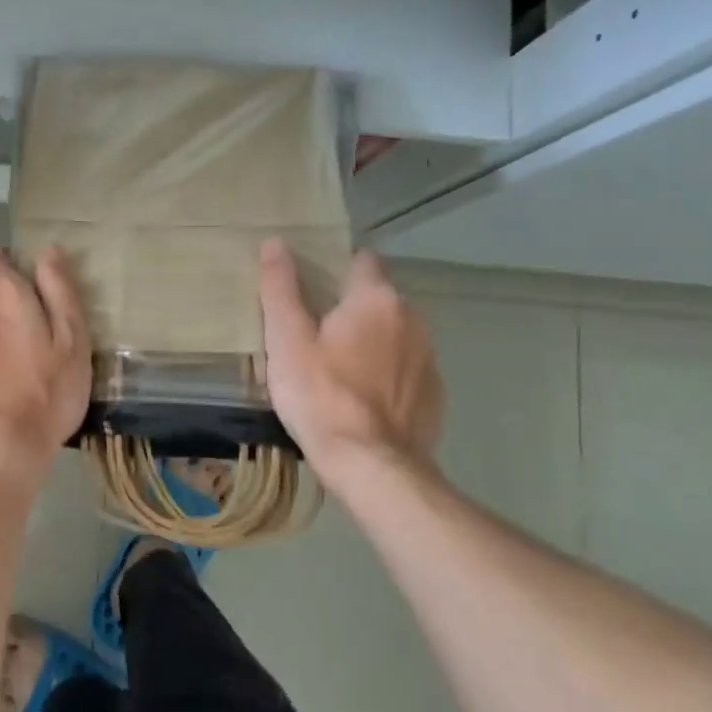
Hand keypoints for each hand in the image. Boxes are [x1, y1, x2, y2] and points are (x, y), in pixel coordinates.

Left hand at [0, 246, 90, 499]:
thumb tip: (48, 253)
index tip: (35, 287)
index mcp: (0, 294)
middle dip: (9, 308)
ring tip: (22, 371)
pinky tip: (2, 394)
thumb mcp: (72, 340)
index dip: (12, 265)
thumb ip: (60, 292)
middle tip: (40, 339)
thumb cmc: (46, 393)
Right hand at [258, 238, 445, 477]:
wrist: (374, 468)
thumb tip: (275, 242)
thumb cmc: (321, 397)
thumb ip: (280, 288)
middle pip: (378, 299)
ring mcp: (429, 358)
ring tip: (338, 368)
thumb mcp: (287, 340)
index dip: (336, 268)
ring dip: (372, 341)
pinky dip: (388, 374)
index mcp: (376, 299)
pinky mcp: (435, 395)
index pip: (362, 260)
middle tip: (315, 333)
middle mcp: (412, 319)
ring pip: (395, 334)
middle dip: (352, 308)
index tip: (312, 288)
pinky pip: (406, 369)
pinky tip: (363, 399)